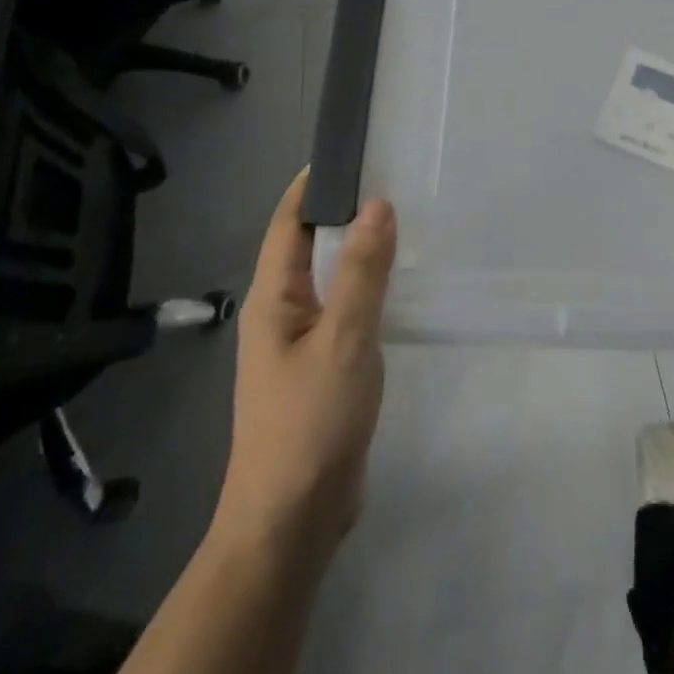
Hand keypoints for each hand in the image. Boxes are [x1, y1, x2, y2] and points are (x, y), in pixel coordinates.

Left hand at [211, 168, 396, 559]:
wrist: (292, 521)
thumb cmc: (311, 423)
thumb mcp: (343, 339)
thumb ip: (361, 272)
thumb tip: (377, 204)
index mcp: (272, 300)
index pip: (288, 223)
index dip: (314, 185)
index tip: (353, 152)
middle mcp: (279, 314)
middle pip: (307, 247)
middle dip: (342, 212)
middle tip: (393, 181)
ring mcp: (298, 344)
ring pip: (327, 280)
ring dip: (356, 251)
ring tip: (401, 224)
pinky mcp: (320, 370)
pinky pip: (342, 311)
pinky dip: (365, 288)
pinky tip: (395, 288)